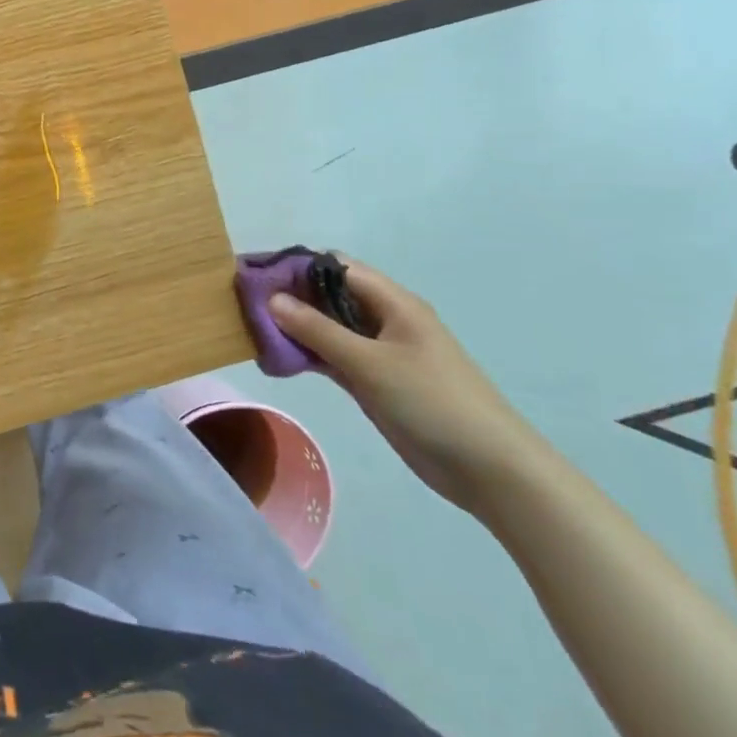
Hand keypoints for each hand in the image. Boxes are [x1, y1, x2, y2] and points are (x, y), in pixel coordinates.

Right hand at [269, 259, 545, 515]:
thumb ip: (318, 330)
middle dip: (289, 297)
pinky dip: (307, 355)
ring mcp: (380, 352)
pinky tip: (277, 360)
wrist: (491, 470)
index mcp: (393, 302)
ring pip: (328, 328)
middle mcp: (384, 320)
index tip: (255, 276)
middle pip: (329, 295)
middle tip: (245, 305)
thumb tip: (272, 298)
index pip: (335, 267)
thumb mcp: (370, 363)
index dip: (295, 266)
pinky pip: (333, 357)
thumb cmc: (433, 402)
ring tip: (253, 331)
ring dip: (295, 328)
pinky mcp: (375, 382)